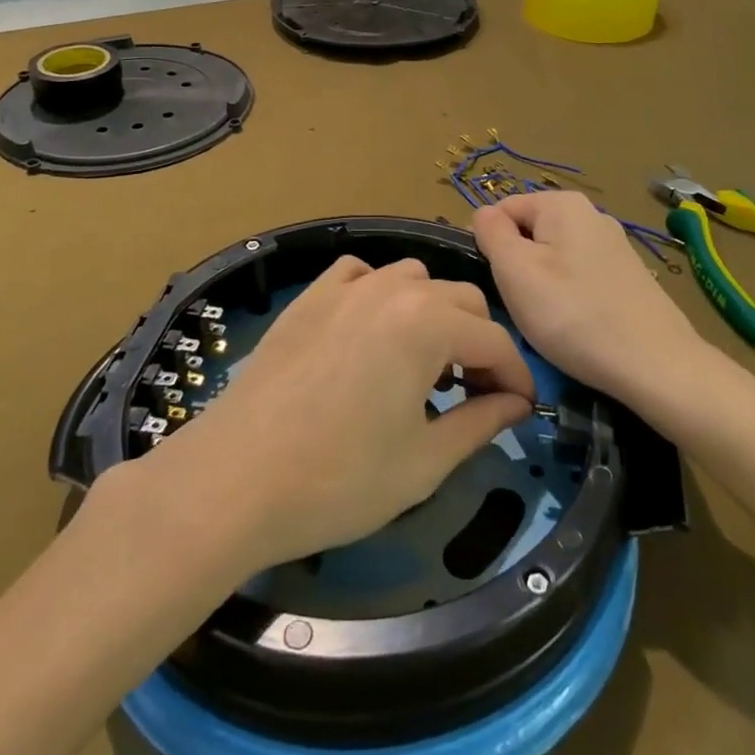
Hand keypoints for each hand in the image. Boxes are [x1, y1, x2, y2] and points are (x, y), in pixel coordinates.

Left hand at [154, 255, 536, 574]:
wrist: (234, 480)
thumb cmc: (338, 480)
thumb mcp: (423, 462)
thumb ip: (481, 423)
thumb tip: (517, 405)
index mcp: (427, 324)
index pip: (494, 340)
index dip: (515, 377)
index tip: (520, 410)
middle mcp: (391, 290)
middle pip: (460, 300)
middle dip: (478, 343)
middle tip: (472, 394)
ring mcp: (344, 288)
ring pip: (413, 279)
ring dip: (433, 314)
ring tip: (422, 365)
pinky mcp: (309, 298)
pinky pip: (360, 275)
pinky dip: (380, 294)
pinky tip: (370, 333)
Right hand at [473, 191, 712, 408]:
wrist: (655, 365)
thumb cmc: (573, 314)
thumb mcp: (515, 271)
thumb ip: (491, 233)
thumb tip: (483, 214)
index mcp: (562, 203)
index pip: (501, 210)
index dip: (488, 246)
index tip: (494, 285)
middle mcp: (591, 214)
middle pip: (529, 233)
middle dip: (516, 267)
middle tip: (519, 306)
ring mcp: (613, 245)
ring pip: (553, 258)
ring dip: (541, 287)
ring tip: (548, 322)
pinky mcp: (627, 276)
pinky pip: (579, 277)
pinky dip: (568, 299)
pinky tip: (575, 327)